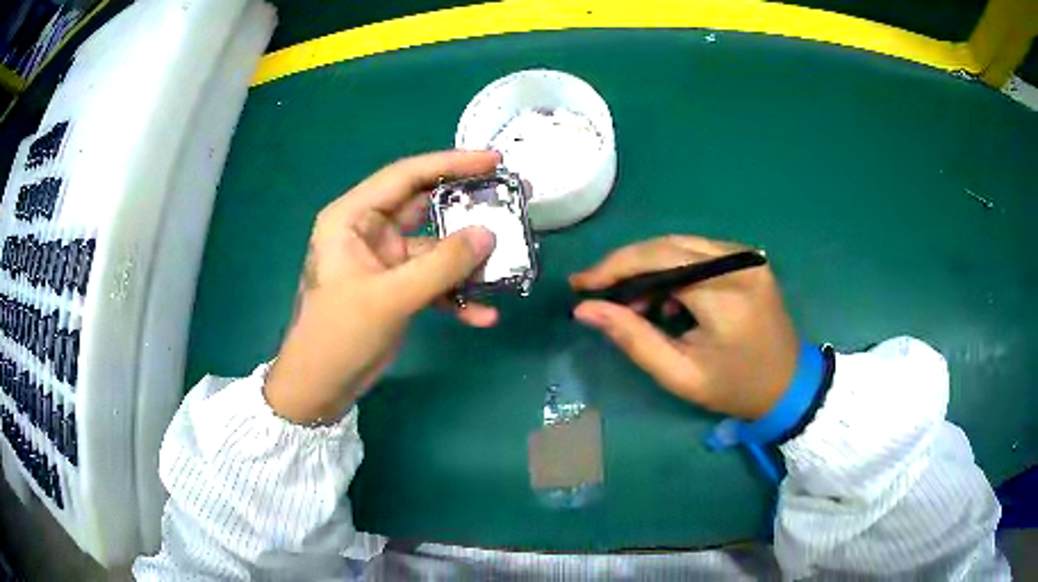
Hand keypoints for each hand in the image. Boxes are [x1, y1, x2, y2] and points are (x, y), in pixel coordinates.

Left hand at [264, 151, 500, 423]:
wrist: (321, 385)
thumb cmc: (340, 334)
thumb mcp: (391, 297)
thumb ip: (442, 265)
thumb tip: (489, 234)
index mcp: (353, 217)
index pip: (406, 176)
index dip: (451, 163)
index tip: (494, 160)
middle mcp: (369, 230)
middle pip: (425, 207)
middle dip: (467, 208)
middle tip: (510, 201)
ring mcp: (385, 259)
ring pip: (435, 247)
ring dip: (467, 259)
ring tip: (508, 262)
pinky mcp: (397, 286)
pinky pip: (433, 280)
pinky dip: (456, 294)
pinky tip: (483, 314)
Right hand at [570, 236, 798, 419]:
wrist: (789, 385)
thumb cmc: (735, 388)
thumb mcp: (681, 375)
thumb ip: (634, 339)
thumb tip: (586, 309)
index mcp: (726, 294)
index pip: (659, 262)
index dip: (615, 269)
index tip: (581, 283)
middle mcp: (739, 262)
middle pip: (667, 246)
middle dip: (626, 265)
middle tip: (597, 290)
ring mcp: (747, 257)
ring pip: (680, 244)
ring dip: (648, 265)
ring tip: (628, 300)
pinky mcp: (749, 259)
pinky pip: (698, 251)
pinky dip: (672, 266)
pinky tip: (662, 295)